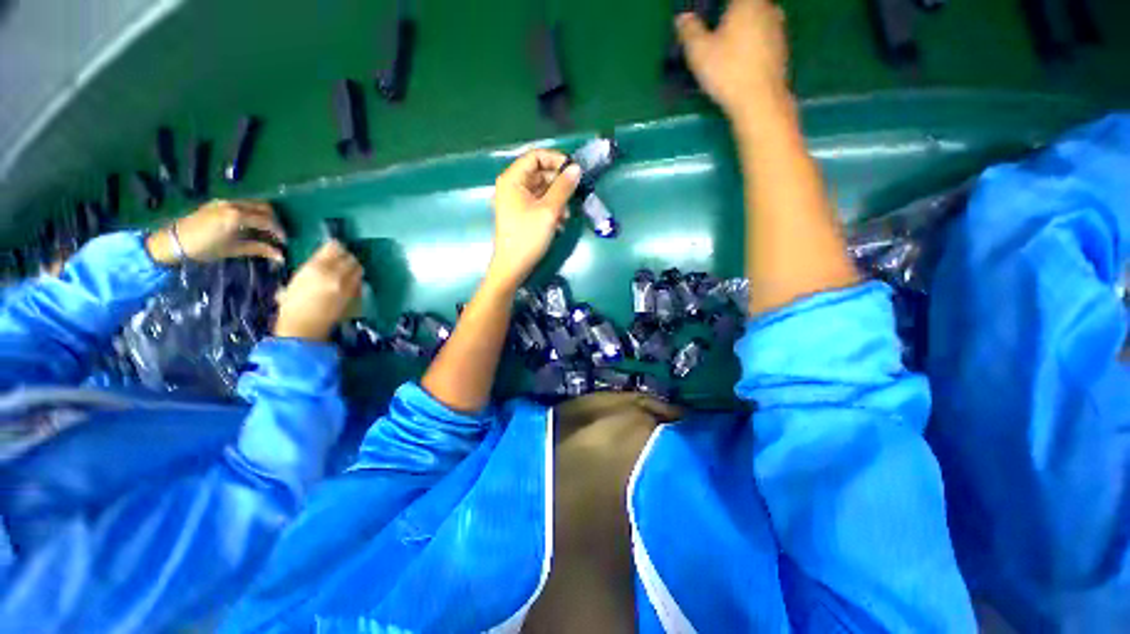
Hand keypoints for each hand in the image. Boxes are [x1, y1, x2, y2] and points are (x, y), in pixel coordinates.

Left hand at [146, 199, 286, 264]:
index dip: (279, 232)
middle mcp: (234, 204)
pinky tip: (250, 223)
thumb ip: (259, 249)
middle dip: (274, 221)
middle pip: (264, 208)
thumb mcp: (234, 250)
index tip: (284, 242)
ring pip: (254, 203)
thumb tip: (281, 257)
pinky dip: (252, 212)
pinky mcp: (219, 202)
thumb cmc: (205, 248)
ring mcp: (226, 201)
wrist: (174, 240)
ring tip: (265, 229)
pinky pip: (243, 203)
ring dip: (264, 214)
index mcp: (238, 216)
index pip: (268, 221)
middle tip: (277, 235)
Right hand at [273, 241, 363, 341]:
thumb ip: (314, 266)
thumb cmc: (292, 305)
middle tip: (341, 261)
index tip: (334, 248)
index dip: (336, 247)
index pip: (335, 247)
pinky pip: (360, 282)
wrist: (304, 328)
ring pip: (359, 269)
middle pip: (351, 257)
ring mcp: (348, 286)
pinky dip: (356, 280)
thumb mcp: (297, 279)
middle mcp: (336, 274)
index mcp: (316, 267)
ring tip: (346, 272)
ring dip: (354, 268)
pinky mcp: (356, 296)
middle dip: (347, 257)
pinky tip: (348, 284)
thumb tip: (326, 258)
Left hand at [487, 149, 581, 290]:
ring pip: (541, 190)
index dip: (556, 160)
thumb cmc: (528, 237)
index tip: (574, 171)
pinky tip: (559, 223)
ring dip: (557, 199)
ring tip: (566, 216)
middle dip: (558, 184)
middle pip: (539, 173)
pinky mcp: (521, 214)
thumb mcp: (549, 211)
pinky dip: (551, 209)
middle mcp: (512, 186)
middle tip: (573, 196)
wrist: (513, 267)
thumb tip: (576, 168)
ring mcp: (516, 201)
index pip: (536, 156)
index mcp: (513, 179)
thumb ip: (563, 187)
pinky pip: (539, 203)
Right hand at [676, 0, 788, 117]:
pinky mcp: (782, 49)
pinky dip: (753, 43)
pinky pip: (764, 37)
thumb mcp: (699, 52)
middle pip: (748, 4)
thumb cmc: (728, 72)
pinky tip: (741, 59)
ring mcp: (778, 28)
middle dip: (732, 13)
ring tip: (728, 43)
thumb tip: (682, 17)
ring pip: (758, 19)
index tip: (708, 14)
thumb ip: (690, 31)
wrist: (760, 101)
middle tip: (716, 27)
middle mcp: (767, 8)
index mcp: (747, 1)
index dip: (717, 6)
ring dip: (744, 27)